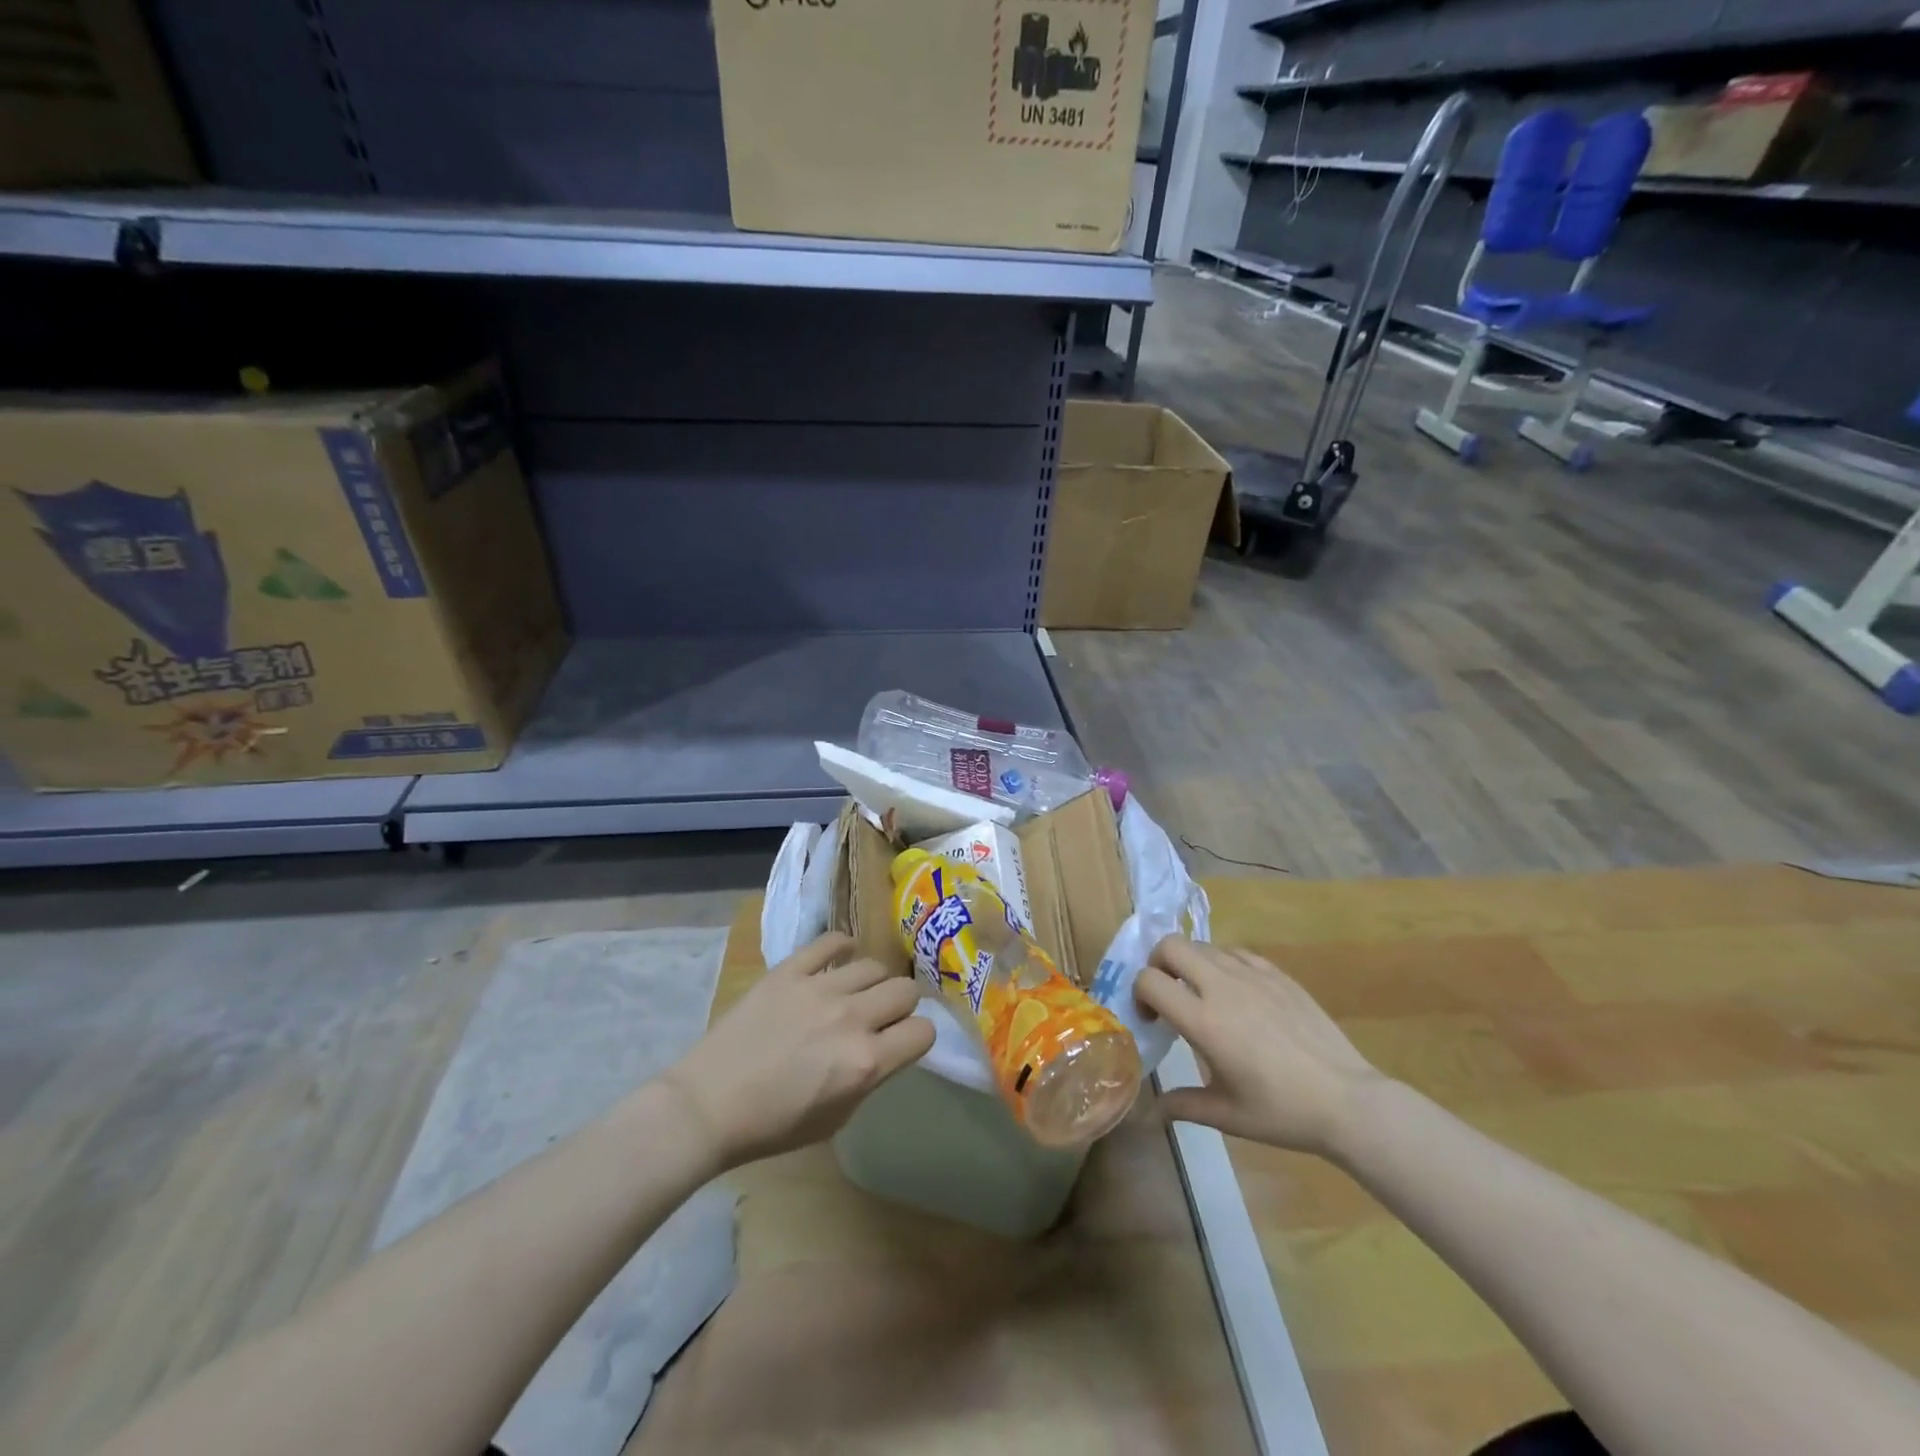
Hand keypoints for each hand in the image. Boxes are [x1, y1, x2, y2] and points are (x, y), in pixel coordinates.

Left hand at [661, 933, 934, 1169]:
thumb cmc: (772, 1125)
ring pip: (874, 965)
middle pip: (906, 991)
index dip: (918, 1037)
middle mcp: (852, 1019)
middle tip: (882, 1015)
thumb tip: (883, 1049)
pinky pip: (831, 941)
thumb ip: (868, 1078)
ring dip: (873, 981)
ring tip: (856, 991)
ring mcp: (820, 989)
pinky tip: (840, 958)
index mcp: (865, 1063)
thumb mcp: (836, 1119)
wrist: (708, 1105)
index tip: (903, 1041)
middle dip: (902, 1005)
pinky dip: (842, 946)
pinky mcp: (790, 970)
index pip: (924, 1032)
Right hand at [1133, 937, 1384, 1157]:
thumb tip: (1153, 1111)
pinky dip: (1223, 964)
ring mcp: (1253, 976)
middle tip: (1168, 994)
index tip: (1150, 1018)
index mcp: (1203, 1021)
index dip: (1139, 994)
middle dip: (1158, 964)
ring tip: (1202, 995)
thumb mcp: (1226, 1115)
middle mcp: (1222, 987)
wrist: (1347, 1101)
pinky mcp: (1278, 975)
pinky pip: (1237, 953)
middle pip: (1171, 945)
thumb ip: (1183, 1105)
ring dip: (1190, 964)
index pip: (1149, 980)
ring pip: (1203, 945)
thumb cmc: (1282, 1112)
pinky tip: (1236, 993)